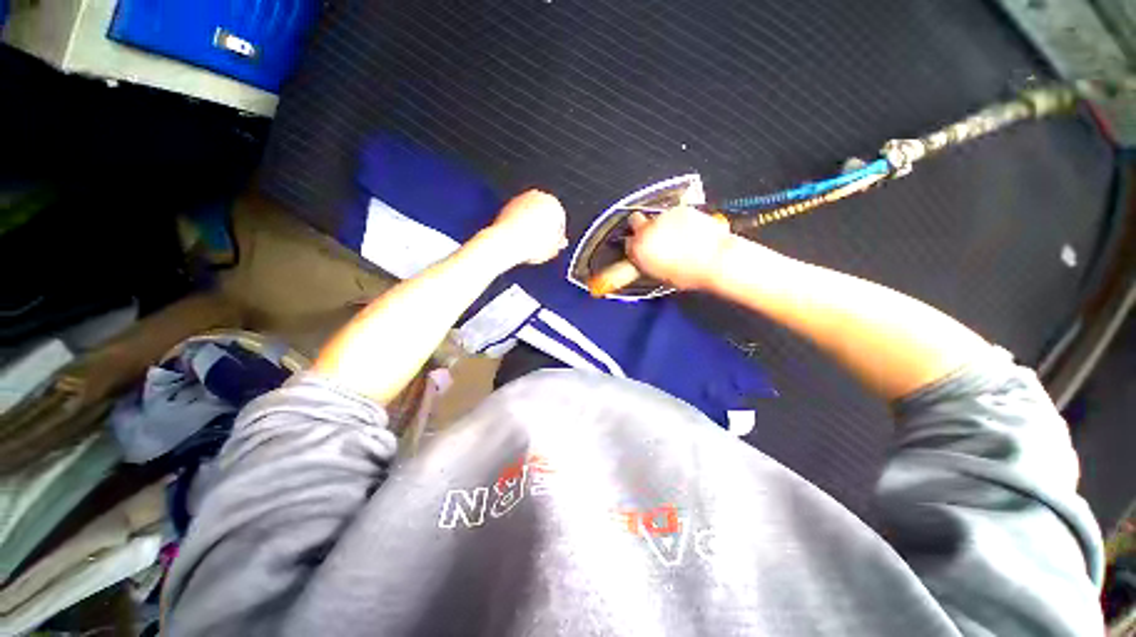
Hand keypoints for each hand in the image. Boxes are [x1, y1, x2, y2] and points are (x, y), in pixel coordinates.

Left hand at [486, 190, 568, 266]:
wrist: (508, 242)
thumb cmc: (531, 244)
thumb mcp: (553, 249)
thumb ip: (558, 243)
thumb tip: (559, 242)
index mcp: (554, 203)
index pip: (560, 221)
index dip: (557, 236)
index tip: (554, 245)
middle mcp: (538, 196)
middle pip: (545, 215)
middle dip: (544, 228)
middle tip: (542, 245)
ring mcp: (521, 199)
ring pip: (530, 215)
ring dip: (531, 227)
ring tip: (529, 244)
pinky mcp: (507, 205)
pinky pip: (517, 217)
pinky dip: (518, 225)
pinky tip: (518, 239)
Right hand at [625, 207, 732, 290]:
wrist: (714, 260)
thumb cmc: (689, 274)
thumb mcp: (660, 275)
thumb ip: (648, 262)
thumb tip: (647, 258)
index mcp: (639, 249)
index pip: (628, 243)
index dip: (634, 245)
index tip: (640, 248)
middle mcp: (647, 230)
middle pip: (635, 220)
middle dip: (640, 226)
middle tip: (652, 236)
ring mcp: (664, 217)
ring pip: (657, 217)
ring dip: (663, 224)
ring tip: (678, 238)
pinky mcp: (681, 209)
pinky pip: (674, 213)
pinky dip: (679, 220)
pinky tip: (689, 232)